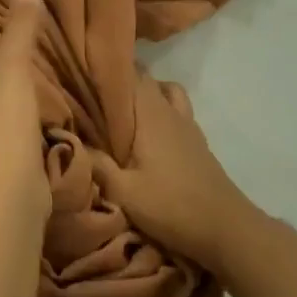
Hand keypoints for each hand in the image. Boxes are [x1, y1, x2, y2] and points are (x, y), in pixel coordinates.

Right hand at [90, 82, 258, 272]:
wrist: (227, 229)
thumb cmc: (172, 206)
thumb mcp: (125, 193)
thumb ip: (97, 165)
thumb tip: (68, 140)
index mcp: (151, 114)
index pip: (131, 73)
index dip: (108, 67)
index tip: (85, 69)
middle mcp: (170, 111)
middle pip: (147, 80)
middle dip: (123, 81)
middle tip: (96, 93)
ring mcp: (188, 126)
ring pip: (167, 92)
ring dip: (148, 94)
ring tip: (126, 111)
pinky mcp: (198, 143)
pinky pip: (178, 111)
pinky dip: (163, 111)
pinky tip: (150, 134)